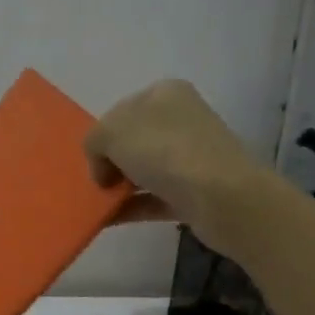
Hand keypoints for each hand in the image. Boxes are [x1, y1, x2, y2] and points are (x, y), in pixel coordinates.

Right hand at [85, 80, 266, 228]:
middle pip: (133, 141)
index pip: (121, 111)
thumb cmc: (164, 151)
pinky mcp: (196, 190)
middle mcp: (181, 119)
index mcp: (165, 94)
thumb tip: (103, 167)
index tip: (94, 159)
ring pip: (143, 170)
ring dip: (119, 187)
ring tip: (98, 205)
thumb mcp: (110, 133)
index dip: (102, 135)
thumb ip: (94, 141)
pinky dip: (131, 208)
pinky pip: (154, 198)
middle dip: (110, 162)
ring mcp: (192, 156)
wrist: (221, 196)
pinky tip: (108, 220)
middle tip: (97, 182)